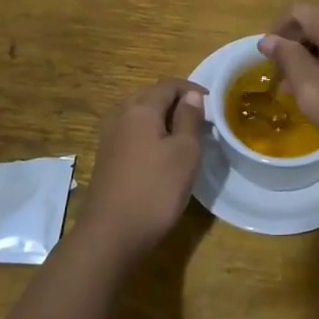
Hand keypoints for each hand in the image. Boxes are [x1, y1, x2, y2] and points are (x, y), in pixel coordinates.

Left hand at [77, 78, 206, 260]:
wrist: (111, 234)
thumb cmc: (155, 189)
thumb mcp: (185, 152)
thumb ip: (189, 119)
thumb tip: (190, 96)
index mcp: (140, 108)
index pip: (168, 84)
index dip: (192, 89)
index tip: (212, 105)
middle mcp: (120, 115)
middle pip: (150, 96)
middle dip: (176, 102)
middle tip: (200, 120)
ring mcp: (109, 137)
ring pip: (139, 115)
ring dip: (162, 119)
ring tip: (183, 136)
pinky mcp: (106, 158)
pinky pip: (131, 133)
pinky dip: (149, 134)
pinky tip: (161, 155)